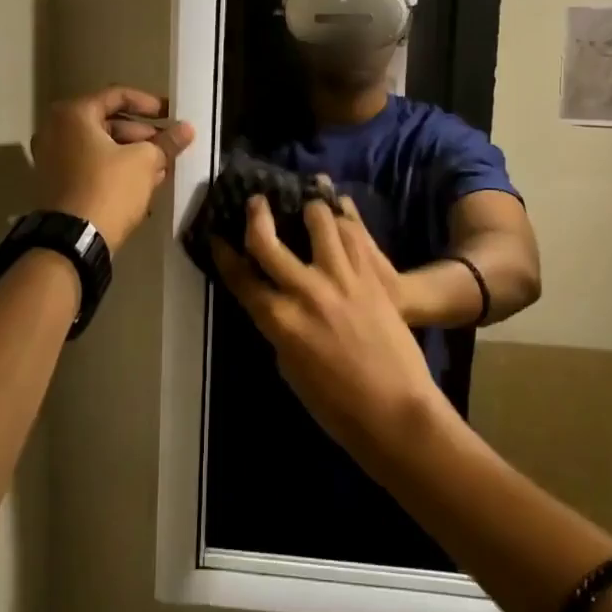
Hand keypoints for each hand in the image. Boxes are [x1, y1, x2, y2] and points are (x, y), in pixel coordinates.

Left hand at [33, 87, 194, 251]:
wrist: (74, 240)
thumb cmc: (109, 188)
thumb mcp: (144, 161)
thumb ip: (167, 142)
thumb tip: (187, 129)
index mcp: (73, 115)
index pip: (117, 95)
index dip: (150, 103)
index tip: (172, 115)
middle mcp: (56, 130)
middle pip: (109, 122)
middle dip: (144, 134)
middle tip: (169, 145)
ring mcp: (53, 158)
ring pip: (102, 147)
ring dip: (133, 154)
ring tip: (162, 167)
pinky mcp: (58, 183)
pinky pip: (92, 166)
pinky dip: (116, 169)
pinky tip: (144, 183)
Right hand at [211, 196, 442, 447]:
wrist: (395, 409)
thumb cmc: (335, 405)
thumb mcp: (290, 368)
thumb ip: (279, 328)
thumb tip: (277, 303)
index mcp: (279, 320)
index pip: (240, 276)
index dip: (224, 254)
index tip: (217, 237)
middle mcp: (305, 291)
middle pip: (267, 239)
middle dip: (256, 214)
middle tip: (256, 201)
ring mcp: (341, 278)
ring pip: (318, 220)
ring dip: (309, 209)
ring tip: (309, 207)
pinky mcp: (372, 275)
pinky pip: (354, 234)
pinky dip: (343, 221)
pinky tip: (340, 218)